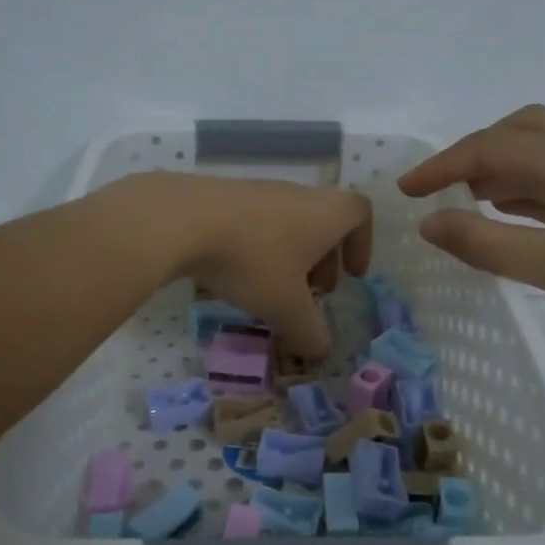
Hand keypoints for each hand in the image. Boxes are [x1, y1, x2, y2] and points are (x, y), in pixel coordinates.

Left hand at [114, 172, 372, 360]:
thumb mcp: (286, 307)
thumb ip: (310, 332)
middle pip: (322, 221)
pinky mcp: (223, 196)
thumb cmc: (252, 260)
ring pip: (287, 223)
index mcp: (325, 213)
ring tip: (272, 291)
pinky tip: (235, 274)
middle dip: (324, 259)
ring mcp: (258, 192)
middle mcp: (297, 195)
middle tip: (313, 293)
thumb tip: (320, 351)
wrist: (182, 220)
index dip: (362, 243)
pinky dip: (257, 248)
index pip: (360, 213)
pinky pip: (254, 223)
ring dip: (289, 256)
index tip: (351, 275)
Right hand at [397, 105, 544, 351]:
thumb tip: (428, 221)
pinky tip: (512, 215)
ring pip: (542, 151)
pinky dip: (524, 187)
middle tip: (445, 186)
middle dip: (475, 150)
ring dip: (500, 167)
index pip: (490, 148)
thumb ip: (485, 242)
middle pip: (521, 129)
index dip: (442, 165)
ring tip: (467, 201)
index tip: (405, 191)